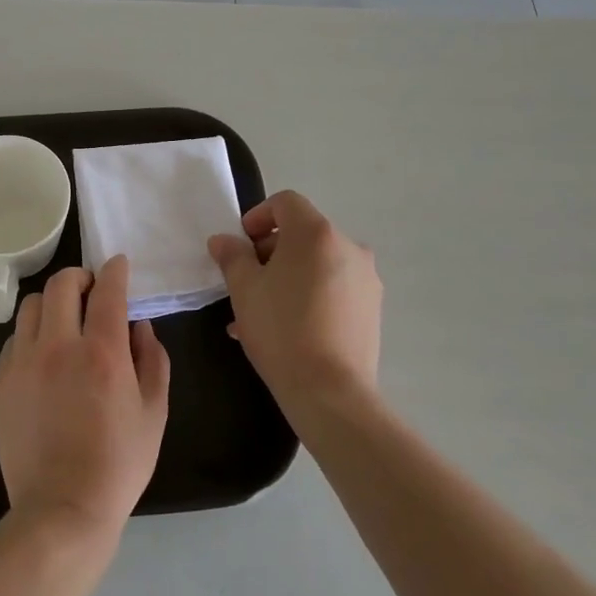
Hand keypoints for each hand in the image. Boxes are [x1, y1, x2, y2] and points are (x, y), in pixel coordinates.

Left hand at [0, 255, 170, 540]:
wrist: (61, 510)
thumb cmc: (117, 464)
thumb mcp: (154, 413)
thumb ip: (152, 359)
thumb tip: (140, 325)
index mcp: (102, 353)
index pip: (108, 290)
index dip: (115, 270)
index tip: (119, 266)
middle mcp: (59, 347)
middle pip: (61, 284)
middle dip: (80, 277)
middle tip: (91, 290)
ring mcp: (23, 363)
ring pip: (32, 305)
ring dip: (52, 303)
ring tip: (64, 321)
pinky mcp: (1, 382)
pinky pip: (14, 338)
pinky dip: (32, 334)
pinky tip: (44, 356)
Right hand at [207, 191, 380, 414]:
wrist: (331, 392)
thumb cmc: (281, 330)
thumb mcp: (244, 290)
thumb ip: (232, 257)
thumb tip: (223, 241)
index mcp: (317, 233)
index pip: (285, 203)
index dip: (258, 216)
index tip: (240, 245)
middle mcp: (348, 247)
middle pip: (303, 234)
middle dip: (270, 252)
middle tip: (246, 281)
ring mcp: (365, 279)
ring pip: (317, 264)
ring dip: (287, 277)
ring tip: (259, 313)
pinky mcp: (372, 308)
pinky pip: (333, 289)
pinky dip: (308, 296)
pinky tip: (285, 329)